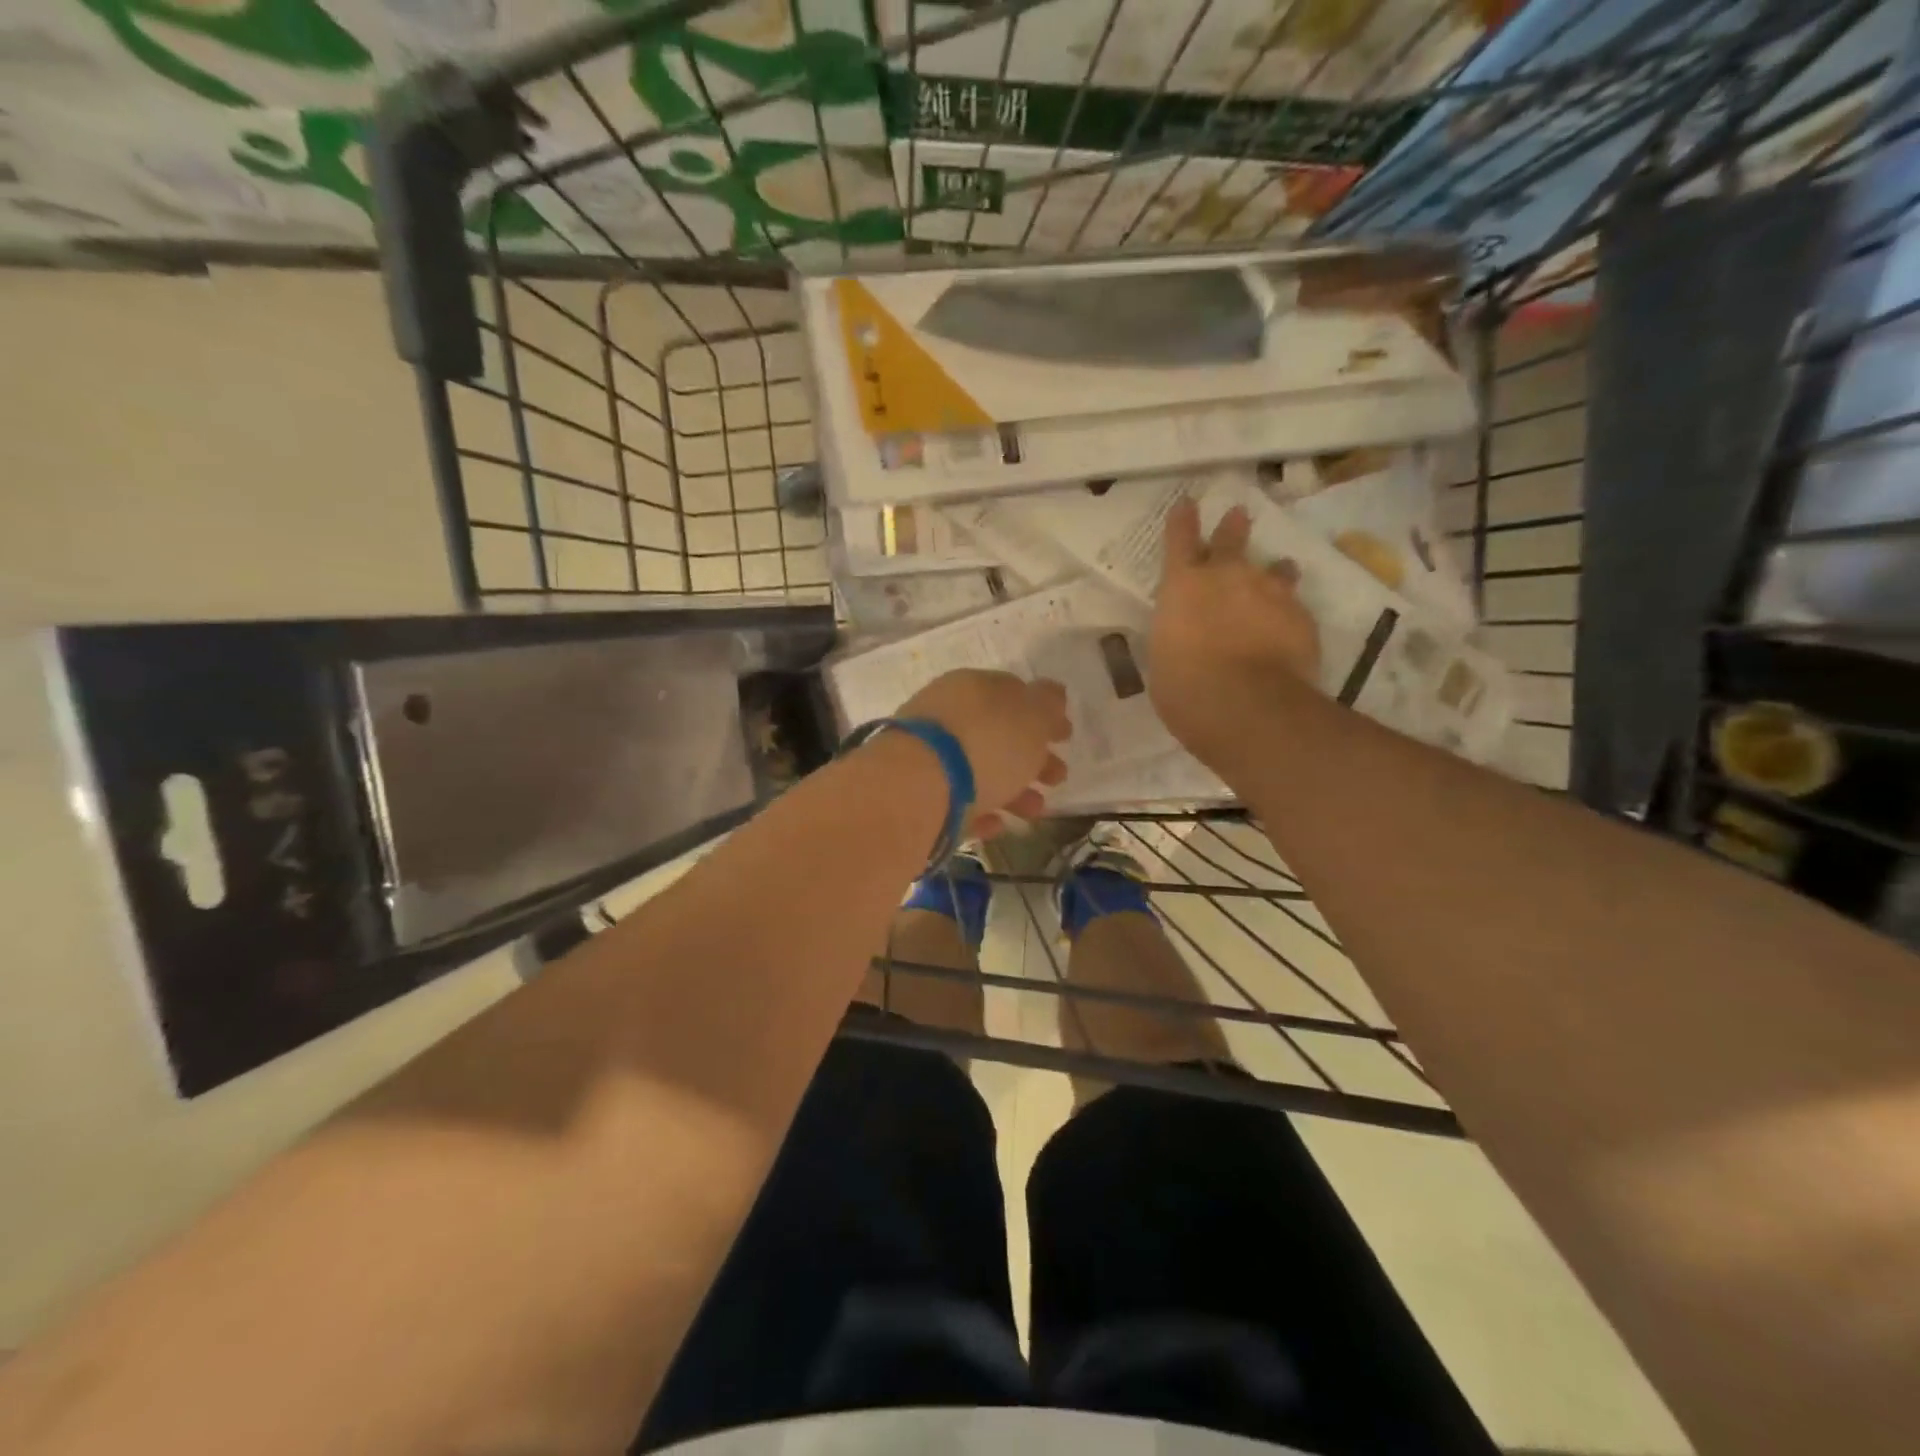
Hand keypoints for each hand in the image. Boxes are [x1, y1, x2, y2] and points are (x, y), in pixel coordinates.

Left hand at [899, 670, 1070, 835]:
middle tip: (1058, 777)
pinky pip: (956, 801)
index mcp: (973, 687)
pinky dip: (980, 812)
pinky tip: (997, 826)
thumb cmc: (986, 743)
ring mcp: (928, 755)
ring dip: (1013, 791)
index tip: (1065, 737)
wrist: (918, 787)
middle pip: (997, 735)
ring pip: (978, 771)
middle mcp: (947, 715)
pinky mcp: (917, 794)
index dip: (1042, 714)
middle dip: (1032, 757)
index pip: (1013, 694)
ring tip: (1035, 812)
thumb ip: (1047, 704)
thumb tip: (1052, 694)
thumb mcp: (1031, 716)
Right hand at [1149, 497, 1321, 767]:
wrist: (1246, 705)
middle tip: (1238, 514)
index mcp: (1183, 586)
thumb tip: (1185, 637)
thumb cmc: (1185, 687)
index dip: (1182, 521)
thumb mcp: (1164, 658)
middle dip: (1232, 527)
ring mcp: (1270, 593)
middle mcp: (1228, 577)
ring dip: (1274, 570)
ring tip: (1280, 569)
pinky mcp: (1301, 617)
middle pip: (1231, 541)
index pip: (1179, 541)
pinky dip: (1288, 613)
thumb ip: (1177, 636)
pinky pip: (1294, 608)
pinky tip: (1289, 627)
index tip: (1187, 503)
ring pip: (1275, 571)